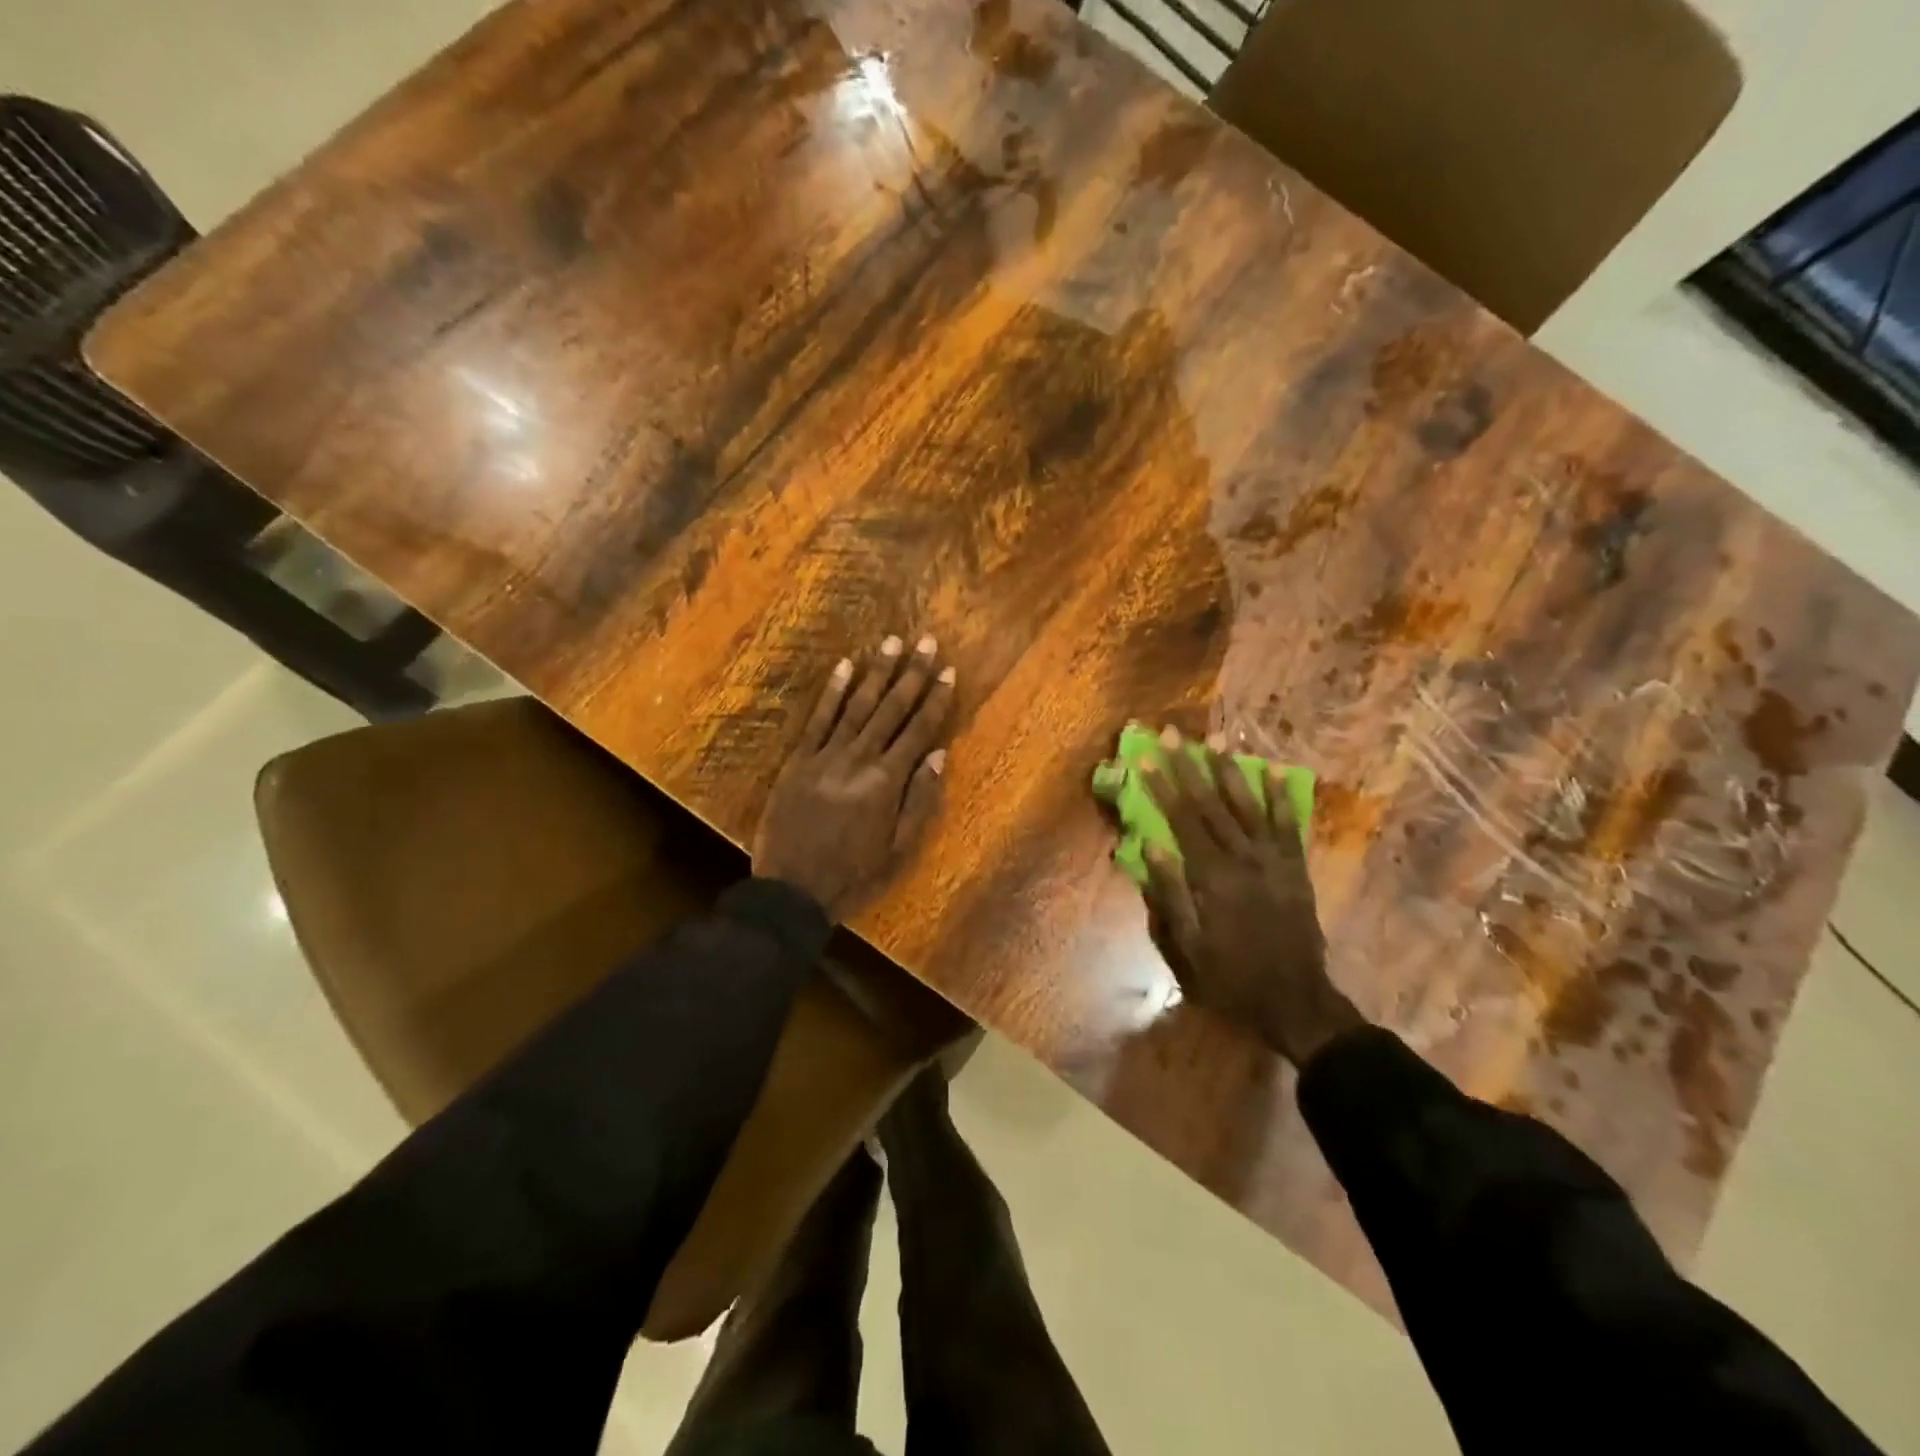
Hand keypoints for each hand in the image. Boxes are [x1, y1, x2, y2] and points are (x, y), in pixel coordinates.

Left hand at [753, 634, 955, 919]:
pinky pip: (818, 719)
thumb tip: (938, 754)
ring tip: (892, 642)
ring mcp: (825, 756)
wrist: (792, 890)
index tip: (948, 671)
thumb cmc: (853, 874)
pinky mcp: (799, 760)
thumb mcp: (898, 849)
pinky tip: (844, 666)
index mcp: (887, 782)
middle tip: (926, 641)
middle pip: (890, 709)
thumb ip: (919, 800)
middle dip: (911, 674)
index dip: (935, 699)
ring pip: (856, 706)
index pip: (918, 730)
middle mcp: (859, 760)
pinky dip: (831, 691)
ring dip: (876, 672)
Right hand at [1140, 729, 1363, 1065]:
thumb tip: (1151, 845)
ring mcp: (1273, 861)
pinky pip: (1288, 824)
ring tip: (1216, 740)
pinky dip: (1280, 796)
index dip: (1164, 786)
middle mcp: (1243, 859)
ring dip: (1230, 770)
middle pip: (1211, 803)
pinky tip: (1272, 770)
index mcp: (1212, 877)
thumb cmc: (1230, 976)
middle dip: (1189, 766)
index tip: (1148, 757)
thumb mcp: (1188, 945)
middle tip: (1173, 733)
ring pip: (1248, 805)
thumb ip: (1170, 893)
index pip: (1182, 820)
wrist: (1295, 999)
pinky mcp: (1295, 868)